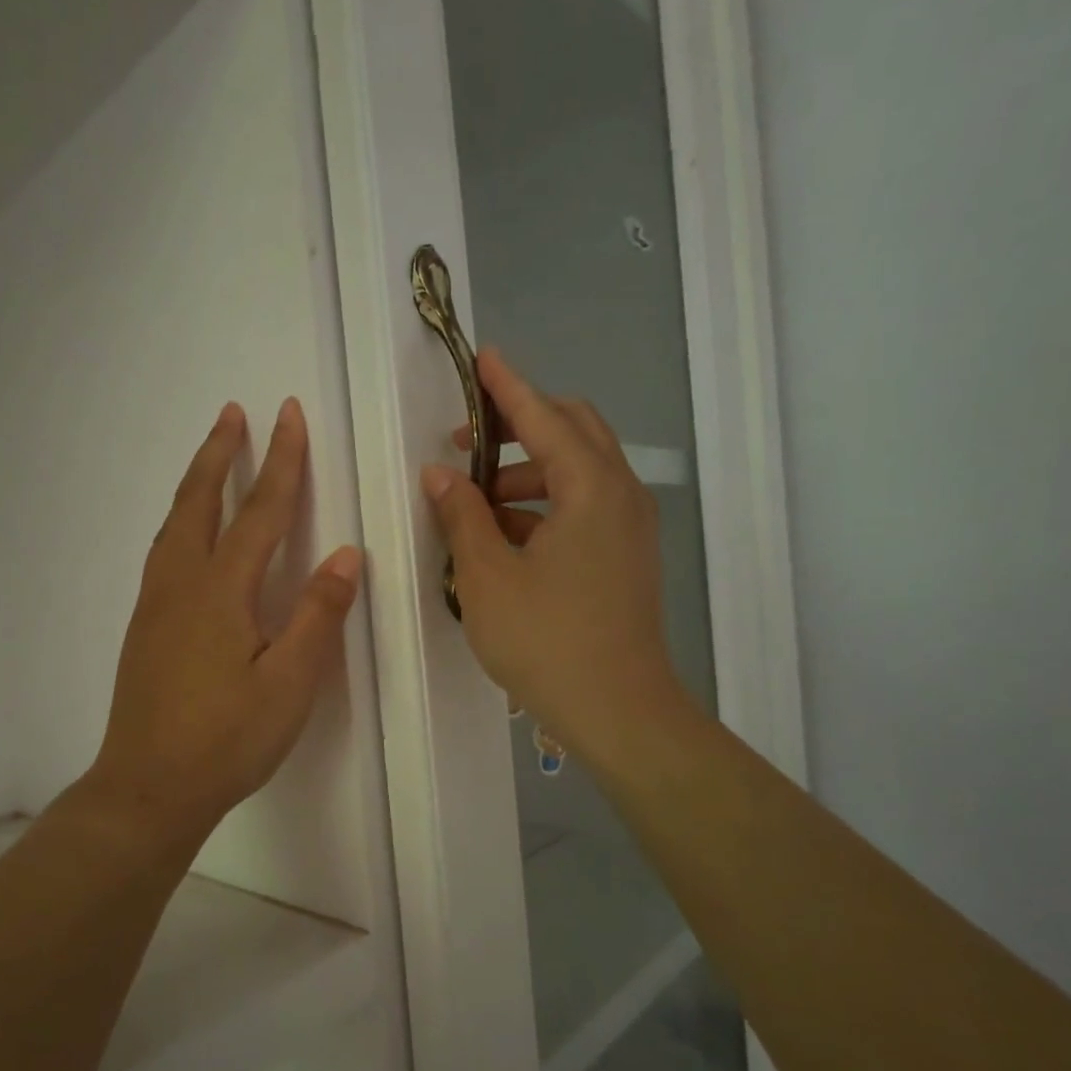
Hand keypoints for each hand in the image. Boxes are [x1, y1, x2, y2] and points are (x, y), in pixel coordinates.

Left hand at [86, 398, 362, 849]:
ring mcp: (155, 605)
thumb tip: (343, 555)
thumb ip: (317, 616)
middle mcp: (180, 584)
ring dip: (197, 483)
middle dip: (220, 454)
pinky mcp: (144, 627)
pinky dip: (181, 520)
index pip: (260, 512)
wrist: (148, 788)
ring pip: (174, 525)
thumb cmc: (226, 740)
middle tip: (233, 412)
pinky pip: (164, 551)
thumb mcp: (290, 684)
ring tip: (212, 457)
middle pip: (200, 502)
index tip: (289, 414)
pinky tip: (189, 534)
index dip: (280, 461)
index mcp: (221, 591)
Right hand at [422, 349, 694, 771]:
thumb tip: (440, 475)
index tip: (481, 358)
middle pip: (573, 431)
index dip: (507, 386)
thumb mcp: (488, 576)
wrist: (619, 712)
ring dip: (529, 471)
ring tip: (476, 499)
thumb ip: (462, 515)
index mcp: (591, 488)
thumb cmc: (547, 641)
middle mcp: (620, 494)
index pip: (544, 416)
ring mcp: (630, 527)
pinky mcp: (627, 556)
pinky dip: (546, 504)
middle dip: (521, 425)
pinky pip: (586, 506)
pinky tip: (506, 534)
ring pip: (579, 471)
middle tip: (467, 442)